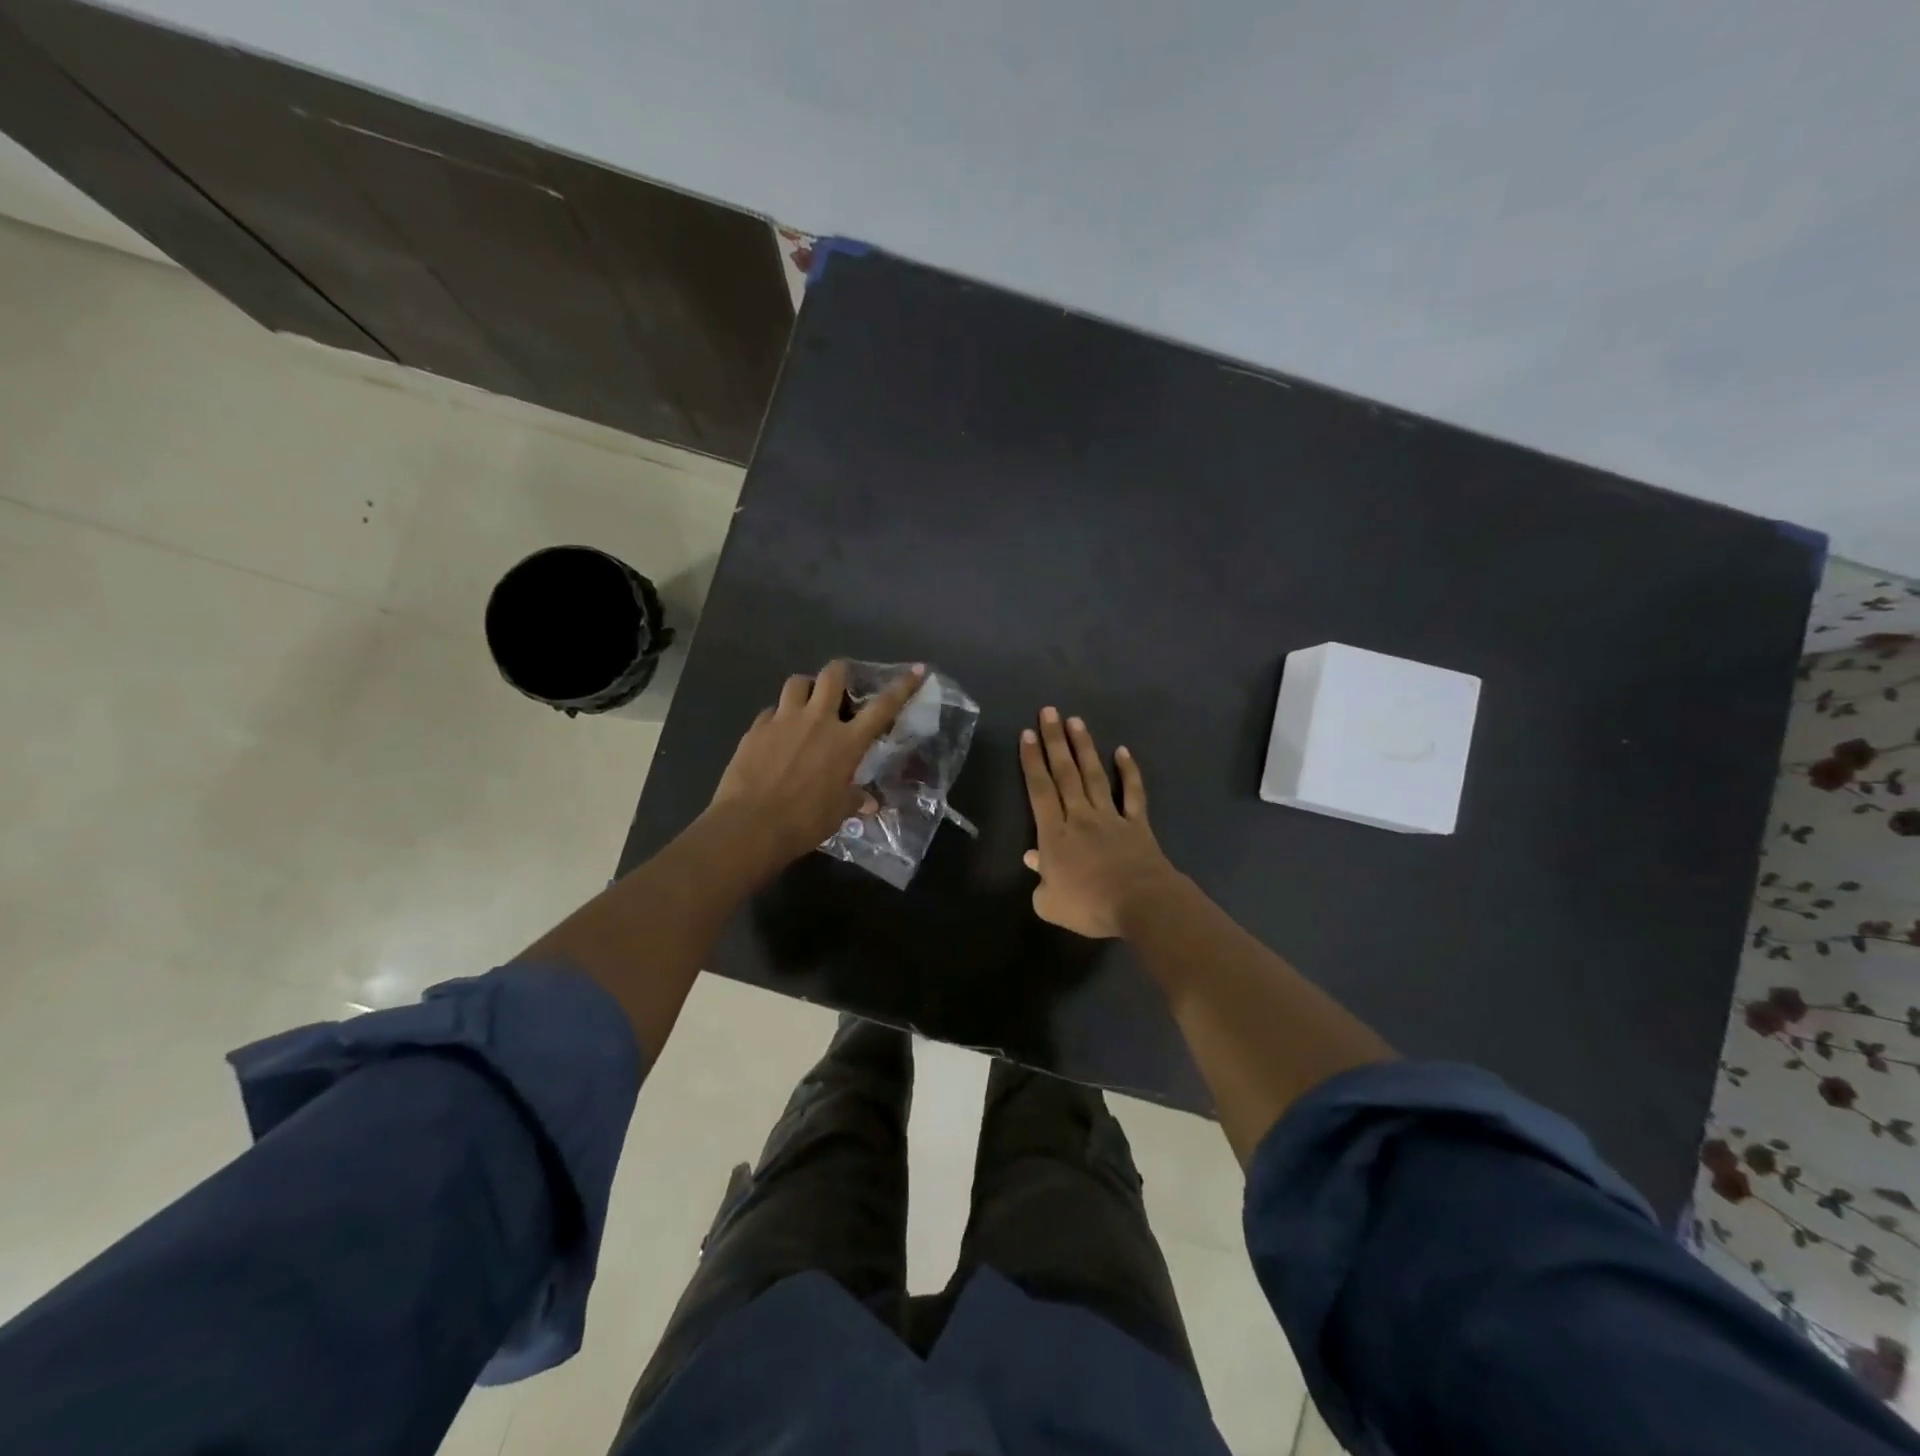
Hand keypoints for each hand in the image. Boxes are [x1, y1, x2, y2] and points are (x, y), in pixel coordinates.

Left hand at [707, 660, 925, 871]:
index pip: (882, 707)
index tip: (917, 670)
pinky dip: (777, 717)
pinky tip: (776, 734)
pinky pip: (770, 711)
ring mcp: (784, 720)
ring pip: (797, 682)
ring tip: (806, 703)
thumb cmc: (804, 821)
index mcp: (846, 742)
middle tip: (842, 685)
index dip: (902, 686)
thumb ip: (854, 800)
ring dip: (806, 688)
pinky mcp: (756, 728)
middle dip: (841, 673)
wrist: (750, 825)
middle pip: (833, 675)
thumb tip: (870, 803)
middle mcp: (817, 721)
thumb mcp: (838, 813)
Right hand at [1020, 707, 1177, 938]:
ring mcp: (1110, 816)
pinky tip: (1123, 751)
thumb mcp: (1050, 903)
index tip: (1027, 735)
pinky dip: (1129, 772)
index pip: (1039, 790)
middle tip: (1049, 712)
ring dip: (1084, 747)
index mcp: (1054, 835)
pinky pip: (1132, 793)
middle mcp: (1080, 816)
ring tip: (1075, 721)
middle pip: (1064, 774)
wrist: (1140, 905)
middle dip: (1054, 741)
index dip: (1032, 761)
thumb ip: (1039, 879)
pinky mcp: (1137, 823)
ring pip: (1094, 775)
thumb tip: (1033, 859)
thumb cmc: (1090, 906)